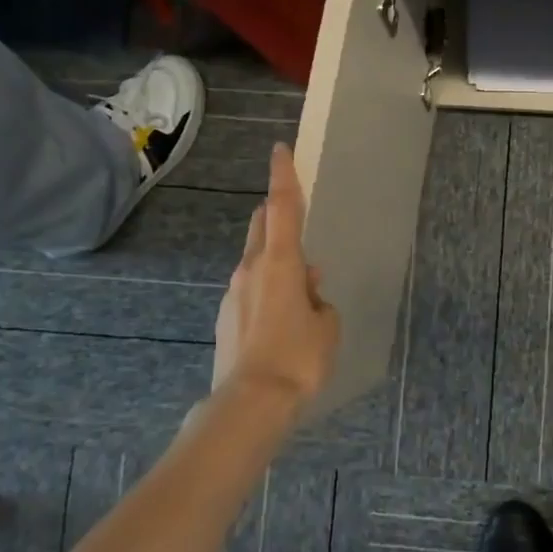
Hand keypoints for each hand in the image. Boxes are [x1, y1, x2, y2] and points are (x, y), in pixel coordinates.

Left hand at [211, 143, 340, 408]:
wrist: (250, 401)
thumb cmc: (298, 357)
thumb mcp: (326, 326)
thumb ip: (319, 300)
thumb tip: (307, 290)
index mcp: (280, 263)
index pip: (283, 208)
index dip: (283, 176)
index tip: (280, 150)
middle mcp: (251, 269)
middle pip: (262, 226)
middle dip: (277, 215)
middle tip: (297, 222)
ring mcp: (233, 292)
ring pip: (255, 259)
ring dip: (275, 259)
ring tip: (301, 290)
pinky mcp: (225, 316)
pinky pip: (250, 288)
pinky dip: (266, 288)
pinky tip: (282, 318)